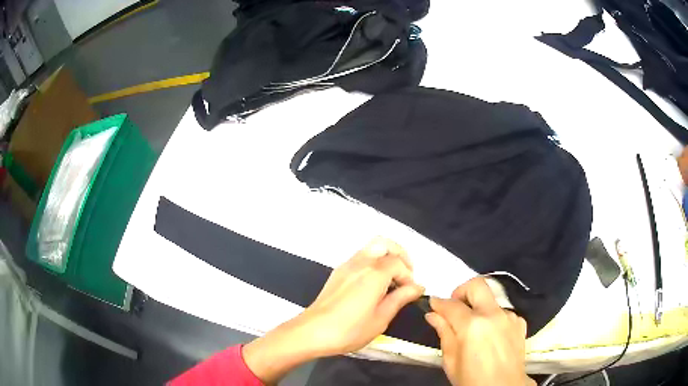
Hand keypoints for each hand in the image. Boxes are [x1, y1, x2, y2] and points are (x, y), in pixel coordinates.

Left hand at [243, 237, 423, 383]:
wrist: (311, 332)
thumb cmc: (349, 330)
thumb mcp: (381, 319)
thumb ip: (400, 299)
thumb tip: (417, 287)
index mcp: (374, 274)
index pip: (399, 263)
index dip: (409, 275)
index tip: (411, 292)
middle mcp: (360, 263)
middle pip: (385, 244)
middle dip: (400, 255)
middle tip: (406, 275)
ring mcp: (346, 265)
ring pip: (371, 247)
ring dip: (386, 257)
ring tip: (392, 279)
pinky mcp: (337, 272)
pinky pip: (360, 257)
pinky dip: (373, 262)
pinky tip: (374, 284)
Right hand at [425, 277, 534, 385]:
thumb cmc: (471, 379)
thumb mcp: (451, 361)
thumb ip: (444, 333)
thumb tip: (433, 314)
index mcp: (472, 326)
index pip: (451, 304)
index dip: (438, 303)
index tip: (433, 304)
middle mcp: (493, 315)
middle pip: (477, 286)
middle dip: (462, 290)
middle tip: (455, 306)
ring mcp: (509, 317)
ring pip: (491, 301)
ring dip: (480, 309)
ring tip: (475, 330)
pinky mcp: (520, 323)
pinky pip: (503, 313)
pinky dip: (494, 319)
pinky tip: (491, 335)